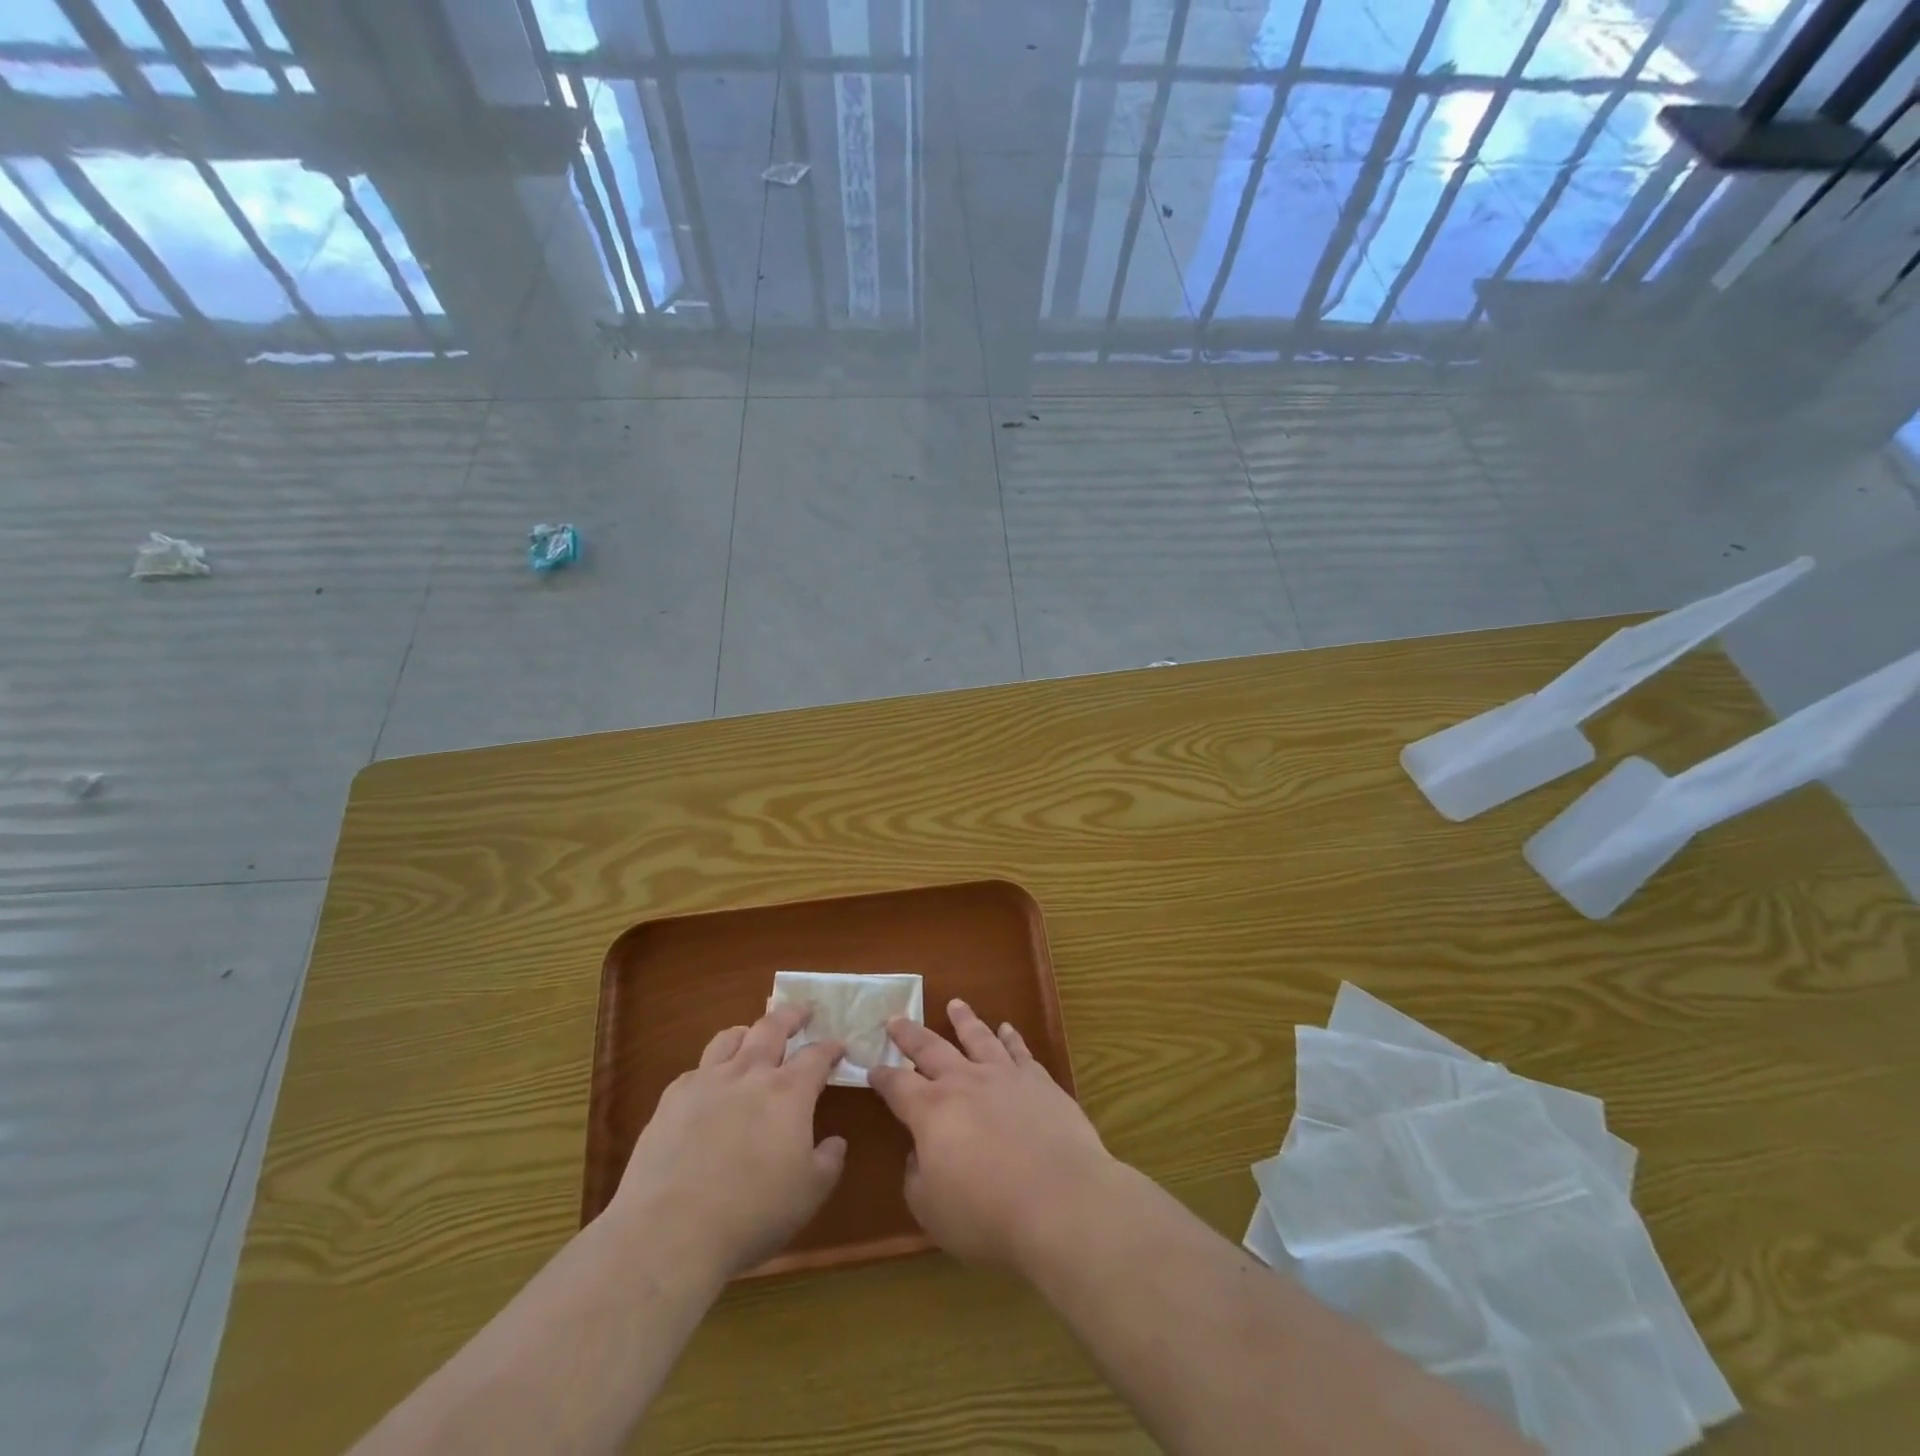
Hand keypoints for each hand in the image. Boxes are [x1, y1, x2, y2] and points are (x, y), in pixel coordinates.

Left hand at [610, 1004, 844, 1279]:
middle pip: (772, 1027)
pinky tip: (710, 1086)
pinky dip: (711, 1068)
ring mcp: (707, 1082)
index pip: (816, 1055)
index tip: (839, 1046)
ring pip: (730, 1038)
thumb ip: (828, 1161)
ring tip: (753, 1036)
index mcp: (788, 1092)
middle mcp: (750, 1074)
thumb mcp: (809, 1194)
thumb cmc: (752, 1213)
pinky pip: (697, 1069)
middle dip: (791, 1014)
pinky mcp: (672, 1099)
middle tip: (802, 1011)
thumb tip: (834, 1142)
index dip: (830, 1048)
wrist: (670, 1232)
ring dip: (748, 1032)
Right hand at [869, 998, 1121, 1272]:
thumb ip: (917, 1179)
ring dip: (964, 1020)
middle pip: (931, 1048)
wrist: (1060, 1201)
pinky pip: (1020, 1051)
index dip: (882, 1077)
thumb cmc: (988, 1215)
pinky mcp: (1039, 1082)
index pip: (897, 1086)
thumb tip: (918, 1154)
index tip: (872, 1068)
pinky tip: (1007, 1028)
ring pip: (978, 1037)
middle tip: (895, 1018)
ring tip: (955, 1004)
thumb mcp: (933, 1212)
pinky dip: (1011, 1037)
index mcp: (931, 1111)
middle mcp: (964, 1082)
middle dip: (910, 1034)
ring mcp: (1004, 1076)